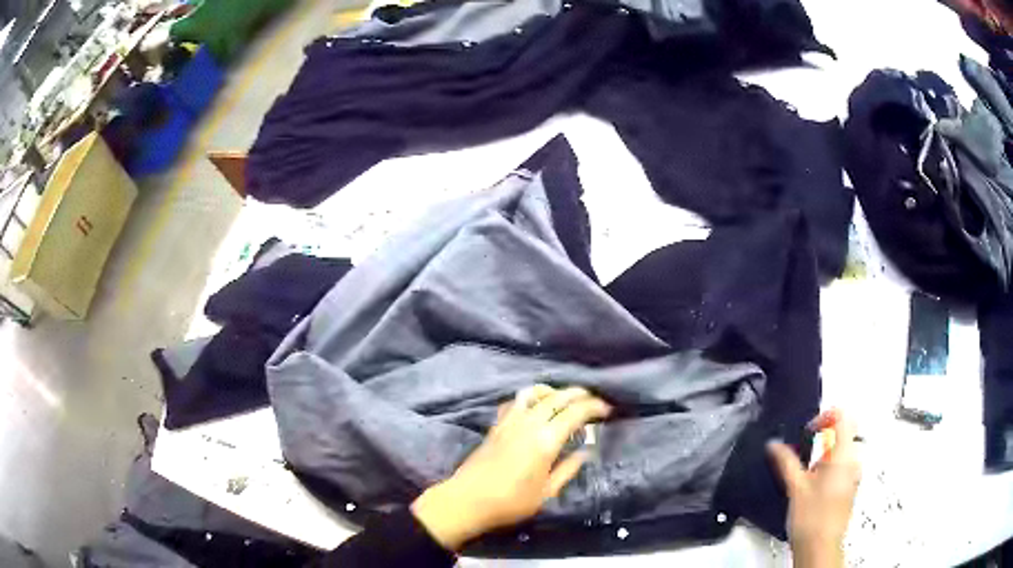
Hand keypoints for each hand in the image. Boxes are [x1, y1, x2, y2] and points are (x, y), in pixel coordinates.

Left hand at [411, 385, 611, 550]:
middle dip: (578, 394)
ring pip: (533, 393)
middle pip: (557, 397)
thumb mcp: (547, 492)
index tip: (606, 409)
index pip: (575, 413)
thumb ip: (568, 469)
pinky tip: (535, 408)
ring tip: (564, 399)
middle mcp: (528, 423)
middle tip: (592, 399)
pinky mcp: (496, 425)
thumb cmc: (511, 502)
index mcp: (545, 441)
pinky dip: (530, 398)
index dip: (593, 407)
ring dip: (553, 391)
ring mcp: (509, 421)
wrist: (467, 500)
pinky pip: (516, 402)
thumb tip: (586, 451)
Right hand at [767, 409, 861, 567]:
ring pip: (843, 450)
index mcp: (843, 456)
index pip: (843, 417)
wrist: (820, 547)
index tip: (809, 431)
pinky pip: (843, 465)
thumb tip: (773, 444)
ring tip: (806, 471)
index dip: (825, 417)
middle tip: (804, 451)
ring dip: (825, 453)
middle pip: (844, 433)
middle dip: (823, 437)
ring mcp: (854, 475)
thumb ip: (786, 461)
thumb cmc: (811, 518)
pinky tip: (813, 485)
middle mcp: (853, 461)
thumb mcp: (795, 487)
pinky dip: (829, 466)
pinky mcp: (850, 487)